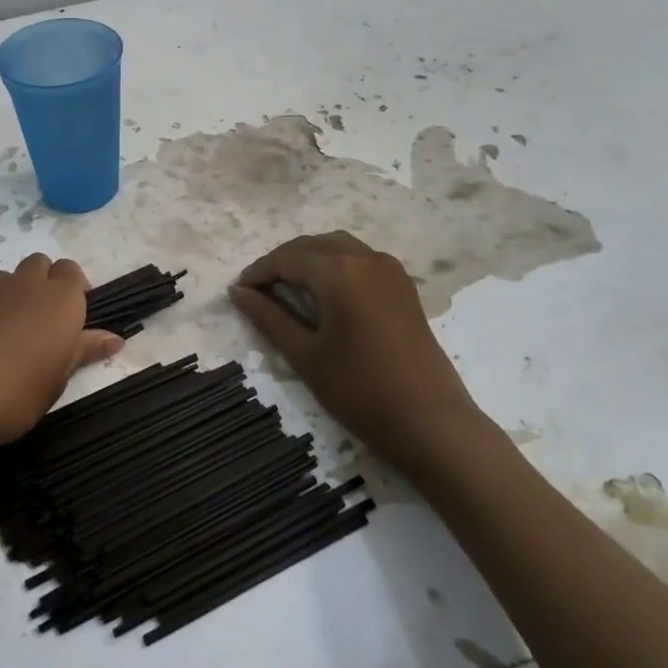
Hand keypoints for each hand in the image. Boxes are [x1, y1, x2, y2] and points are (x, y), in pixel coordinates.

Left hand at [0, 253, 123, 464]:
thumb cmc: (18, 392)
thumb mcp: (58, 378)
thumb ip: (83, 351)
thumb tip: (114, 339)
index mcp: (61, 299)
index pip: (73, 272)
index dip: (76, 289)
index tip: (75, 317)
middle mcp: (28, 284)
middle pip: (42, 264)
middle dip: (47, 282)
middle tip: (47, 321)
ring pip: (11, 276)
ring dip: (17, 291)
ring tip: (14, 330)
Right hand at [230, 232, 486, 475]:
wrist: (429, 421)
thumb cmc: (359, 390)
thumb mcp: (305, 355)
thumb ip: (268, 317)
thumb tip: (238, 292)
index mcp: (339, 272)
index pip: (287, 259)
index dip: (258, 272)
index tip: (238, 291)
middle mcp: (366, 258)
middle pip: (313, 246)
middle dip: (282, 261)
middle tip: (258, 290)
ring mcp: (390, 270)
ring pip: (339, 246)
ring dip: (309, 259)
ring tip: (286, 287)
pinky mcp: (404, 286)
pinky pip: (360, 258)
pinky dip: (335, 264)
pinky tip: (323, 292)